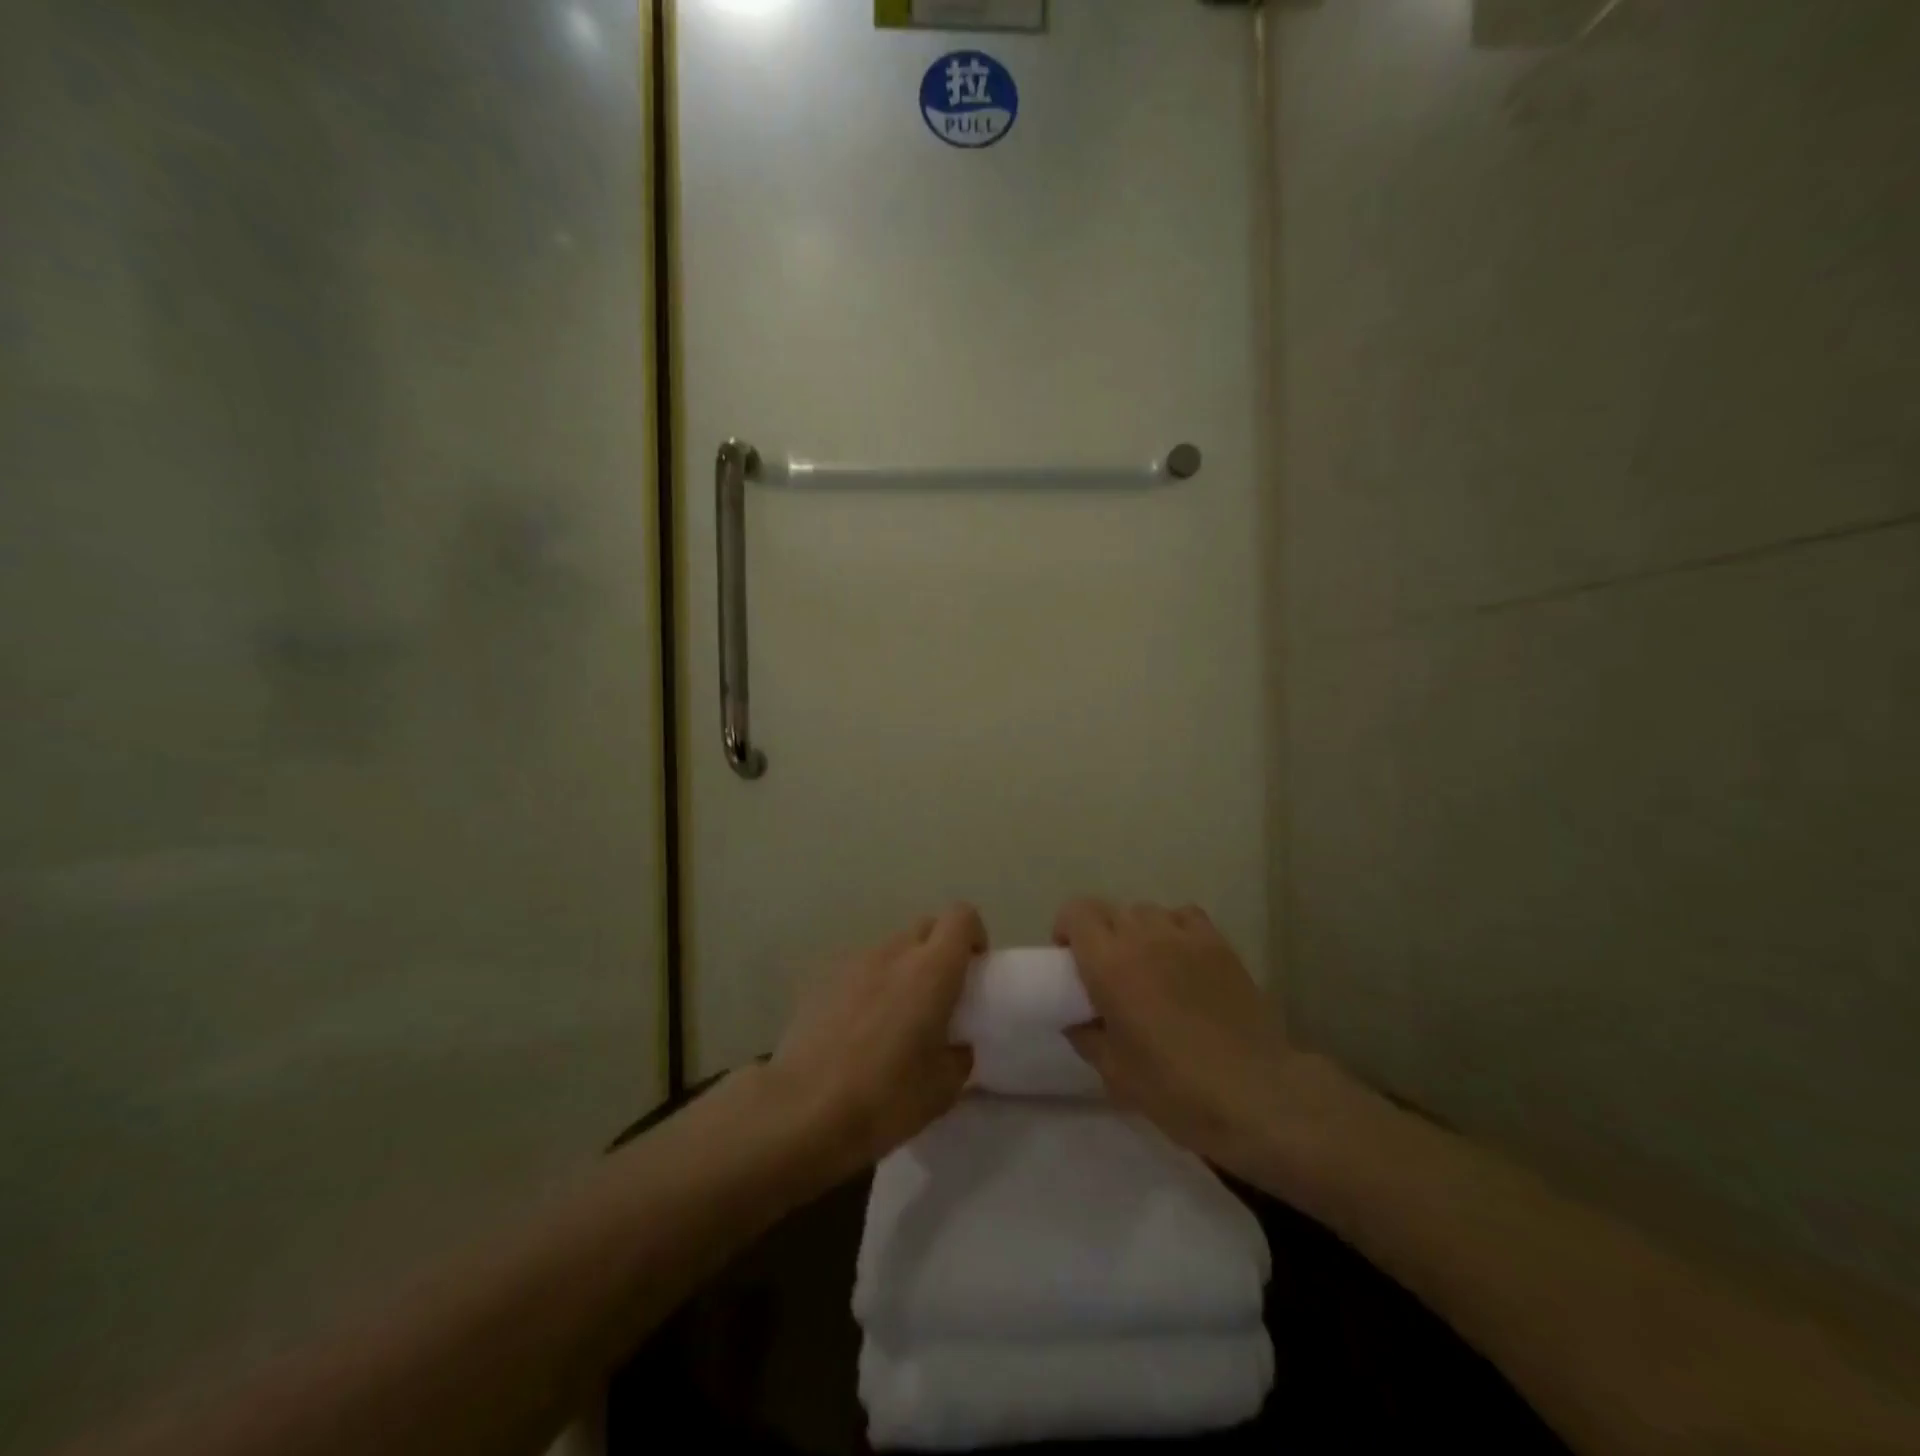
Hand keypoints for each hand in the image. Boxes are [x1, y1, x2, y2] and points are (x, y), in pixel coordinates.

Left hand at [768, 904, 985, 1176]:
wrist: (801, 1111)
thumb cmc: (885, 1098)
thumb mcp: (943, 1089)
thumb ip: (959, 1055)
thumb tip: (955, 1045)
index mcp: (932, 969)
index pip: (961, 916)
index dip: (973, 935)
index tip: (974, 969)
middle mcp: (893, 952)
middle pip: (925, 927)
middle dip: (939, 950)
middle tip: (940, 995)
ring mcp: (853, 963)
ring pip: (890, 949)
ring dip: (902, 969)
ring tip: (895, 1018)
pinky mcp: (821, 980)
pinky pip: (858, 971)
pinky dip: (869, 986)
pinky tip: (858, 1030)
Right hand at [1057, 898, 1328, 1188]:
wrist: (1256, 1094)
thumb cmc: (1175, 1088)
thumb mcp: (1115, 1073)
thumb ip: (1087, 1037)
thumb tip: (1077, 1021)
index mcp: (1109, 964)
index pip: (1077, 912)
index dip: (1067, 929)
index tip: (1070, 960)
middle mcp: (1143, 937)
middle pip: (1111, 910)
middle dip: (1101, 934)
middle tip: (1107, 972)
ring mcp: (1185, 936)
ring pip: (1147, 911)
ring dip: (1137, 931)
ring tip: (1147, 965)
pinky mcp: (1219, 944)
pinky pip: (1185, 916)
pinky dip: (1174, 929)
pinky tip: (1181, 958)